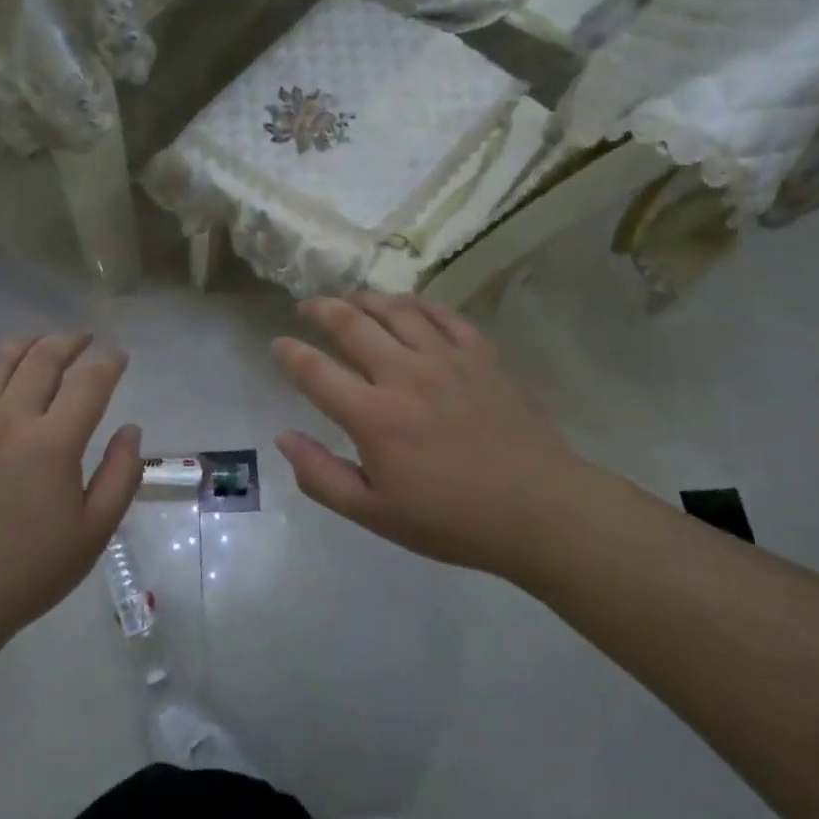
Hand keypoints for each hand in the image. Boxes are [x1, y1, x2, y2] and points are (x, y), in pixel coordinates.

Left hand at [0, 335, 142, 648]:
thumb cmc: (30, 567)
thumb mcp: (95, 532)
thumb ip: (122, 475)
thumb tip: (131, 430)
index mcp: (54, 442)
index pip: (89, 382)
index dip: (109, 362)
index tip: (119, 356)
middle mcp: (10, 418)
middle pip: (43, 358)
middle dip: (69, 341)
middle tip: (84, 340)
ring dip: (25, 344)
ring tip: (40, 343)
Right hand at [273, 294, 598, 576]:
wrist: (540, 511)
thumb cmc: (452, 520)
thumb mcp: (375, 514)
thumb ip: (321, 476)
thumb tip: (283, 437)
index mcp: (373, 416)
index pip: (315, 371)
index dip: (290, 353)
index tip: (278, 344)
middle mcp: (404, 375)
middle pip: (351, 324)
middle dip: (320, 309)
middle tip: (306, 307)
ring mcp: (446, 358)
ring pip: (395, 309)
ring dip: (365, 299)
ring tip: (350, 299)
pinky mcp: (481, 354)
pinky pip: (443, 314)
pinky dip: (417, 303)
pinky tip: (406, 305)